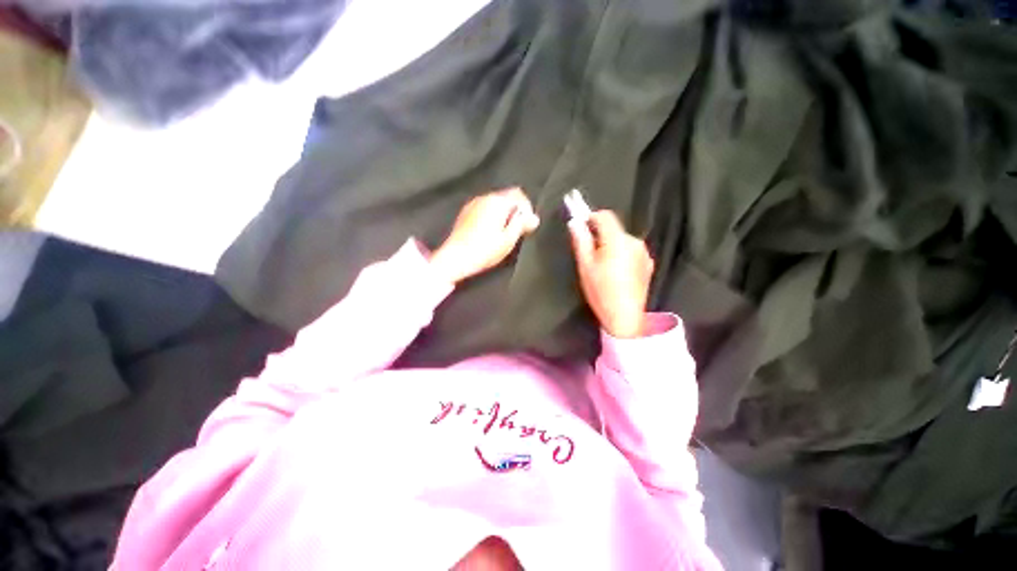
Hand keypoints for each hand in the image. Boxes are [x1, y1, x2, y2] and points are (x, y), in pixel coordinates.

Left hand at [430, 188, 540, 283]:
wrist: (455, 258)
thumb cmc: (484, 250)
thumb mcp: (509, 239)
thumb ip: (522, 224)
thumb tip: (534, 218)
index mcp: (497, 202)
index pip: (518, 195)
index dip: (527, 208)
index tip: (528, 225)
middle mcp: (484, 197)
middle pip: (506, 197)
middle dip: (515, 211)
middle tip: (518, 230)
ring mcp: (473, 204)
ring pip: (494, 203)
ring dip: (503, 214)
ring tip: (504, 233)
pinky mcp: (465, 213)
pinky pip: (484, 209)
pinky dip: (491, 216)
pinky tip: (490, 233)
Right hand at [569, 211, 653, 337]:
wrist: (624, 317)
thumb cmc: (601, 292)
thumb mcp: (585, 266)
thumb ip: (581, 241)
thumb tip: (575, 223)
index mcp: (617, 241)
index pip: (605, 216)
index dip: (591, 217)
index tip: (582, 226)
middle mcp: (634, 242)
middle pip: (614, 229)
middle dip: (600, 235)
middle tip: (589, 252)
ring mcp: (643, 253)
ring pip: (622, 240)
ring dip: (611, 245)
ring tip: (603, 266)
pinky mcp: (648, 263)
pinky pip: (631, 251)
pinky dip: (622, 254)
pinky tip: (616, 272)